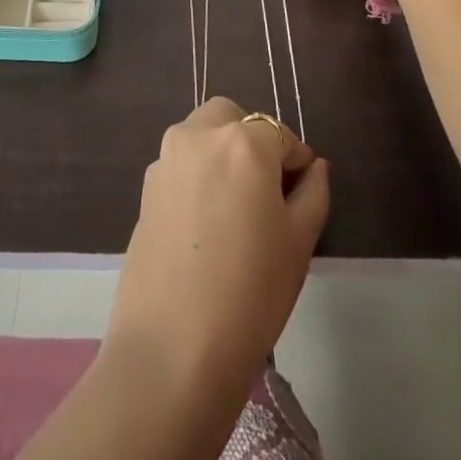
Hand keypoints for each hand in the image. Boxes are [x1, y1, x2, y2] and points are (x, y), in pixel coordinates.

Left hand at [107, 98, 330, 405]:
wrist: (174, 342)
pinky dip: (198, 173)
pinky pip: (180, 163)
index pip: (278, 133)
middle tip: (268, 189)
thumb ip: (312, 192)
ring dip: (222, 152)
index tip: (302, 191)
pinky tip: (208, 222)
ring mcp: (165, 158)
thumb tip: (314, 166)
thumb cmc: (253, 290)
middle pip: (230, 117)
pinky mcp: (146, 186)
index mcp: (242, 141)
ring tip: (238, 207)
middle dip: (252, 139)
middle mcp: (197, 135)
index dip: (296, 160)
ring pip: (200, 135)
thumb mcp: (299, 241)